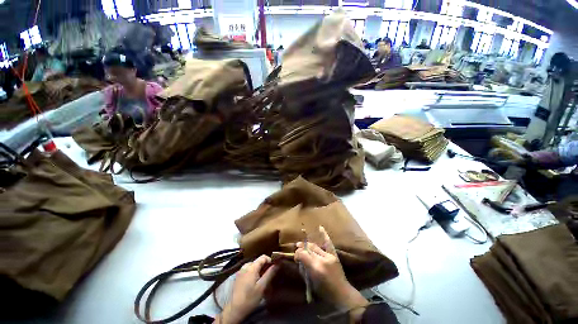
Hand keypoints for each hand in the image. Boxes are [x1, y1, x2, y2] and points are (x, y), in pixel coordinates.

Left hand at [217, 255, 277, 323]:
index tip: (274, 268)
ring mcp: (240, 271)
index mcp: (251, 267)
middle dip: (264, 266)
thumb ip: (270, 273)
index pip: (263, 257)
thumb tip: (277, 264)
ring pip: (253, 265)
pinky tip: (254, 282)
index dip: (270, 260)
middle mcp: (245, 266)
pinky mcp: (238, 276)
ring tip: (262, 280)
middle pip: (258, 261)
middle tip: (269, 276)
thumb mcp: (262, 286)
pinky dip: (253, 272)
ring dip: (259, 270)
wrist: (235, 310)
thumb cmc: (250, 298)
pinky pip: (248, 269)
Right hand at [294, 226, 368, 312]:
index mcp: (315, 268)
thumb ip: (304, 268)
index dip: (297, 254)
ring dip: (307, 244)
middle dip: (301, 249)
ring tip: (302, 244)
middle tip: (297, 249)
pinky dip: (324, 235)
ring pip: (315, 246)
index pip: (302, 255)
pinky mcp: (334, 255)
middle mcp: (322, 259)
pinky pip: (328, 243)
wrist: (342, 294)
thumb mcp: (310, 282)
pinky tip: (320, 227)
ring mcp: (329, 256)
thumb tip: (298, 258)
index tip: (295, 257)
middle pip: (308, 249)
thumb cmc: (324, 292)